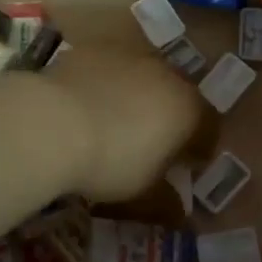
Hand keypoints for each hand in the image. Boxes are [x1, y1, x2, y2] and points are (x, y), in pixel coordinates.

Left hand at [38, 48, 201, 201]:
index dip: (200, 147)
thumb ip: (167, 200)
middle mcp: (165, 73)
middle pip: (176, 95)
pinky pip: (109, 69)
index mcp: (187, 108)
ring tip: (115, 120)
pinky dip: (105, 84)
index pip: (208, 126)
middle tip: (151, 142)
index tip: (187, 165)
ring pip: (142, 77)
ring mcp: (128, 56)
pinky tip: (86, 104)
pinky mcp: (94, 50)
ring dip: (137, 96)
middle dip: (169, 117)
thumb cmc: (111, 162)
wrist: (53, 122)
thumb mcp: (143, 193)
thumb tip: (180, 211)